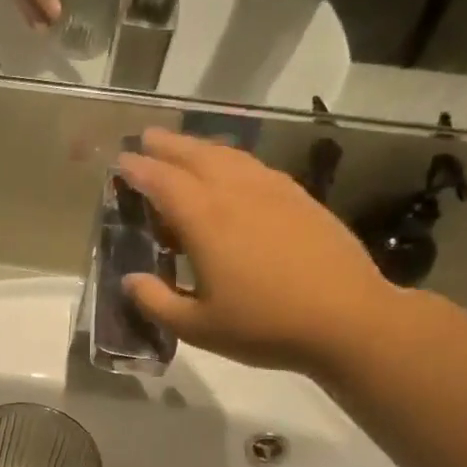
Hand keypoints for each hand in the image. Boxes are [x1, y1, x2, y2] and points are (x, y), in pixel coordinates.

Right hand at [116, 128, 401, 376]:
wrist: (346, 319)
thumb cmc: (263, 326)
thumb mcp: (197, 327)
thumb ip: (156, 302)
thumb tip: (130, 280)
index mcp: (205, 220)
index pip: (162, 183)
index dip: (138, 170)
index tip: (121, 162)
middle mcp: (236, 193)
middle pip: (195, 156)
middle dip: (167, 145)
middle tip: (147, 138)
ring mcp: (272, 190)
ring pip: (229, 155)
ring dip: (200, 147)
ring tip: (185, 148)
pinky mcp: (299, 197)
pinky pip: (255, 166)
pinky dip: (233, 159)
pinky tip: (233, 171)